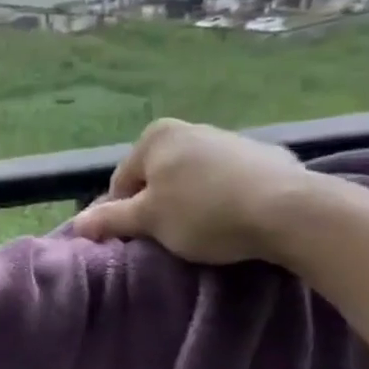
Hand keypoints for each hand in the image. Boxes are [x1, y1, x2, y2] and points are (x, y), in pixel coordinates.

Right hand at [70, 118, 314, 264]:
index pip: (122, 182)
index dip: (123, 214)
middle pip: (158, 177)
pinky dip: (225, 199)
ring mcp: (231, 139)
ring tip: (205, 233)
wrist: (291, 211)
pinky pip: (230, 181)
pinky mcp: (267, 156)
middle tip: (170, 237)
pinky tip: (236, 221)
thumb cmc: (204, 212)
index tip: (137, 239)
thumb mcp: (149, 221)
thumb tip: (77, 224)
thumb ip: (110, 220)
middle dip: (160, 205)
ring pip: (194, 178)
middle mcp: (190, 128)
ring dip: (192, 202)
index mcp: (156, 137)